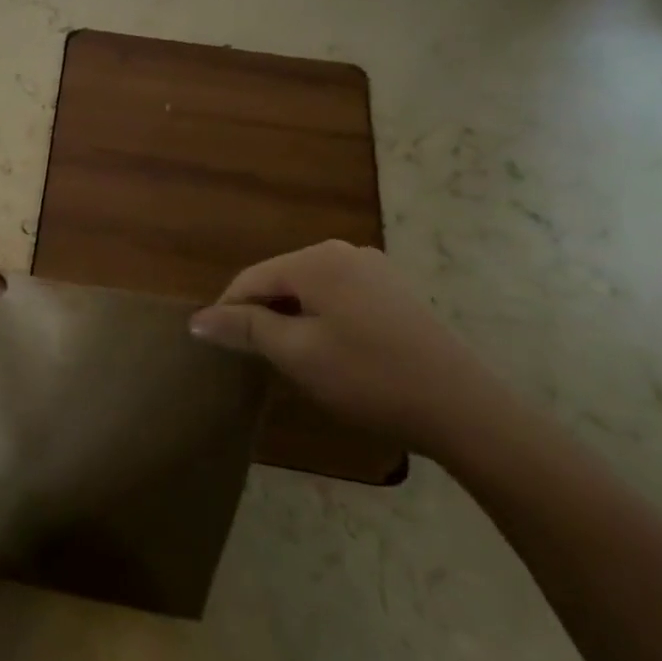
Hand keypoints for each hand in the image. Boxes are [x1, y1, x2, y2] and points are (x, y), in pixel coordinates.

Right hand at [190, 241, 504, 456]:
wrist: (464, 408)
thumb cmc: (369, 377)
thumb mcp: (296, 353)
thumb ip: (244, 328)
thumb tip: (197, 319)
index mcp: (315, 260)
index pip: (251, 278)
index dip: (227, 311)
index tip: (217, 348)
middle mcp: (344, 252)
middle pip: (281, 279)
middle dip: (261, 314)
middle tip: (256, 359)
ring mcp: (375, 270)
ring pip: (310, 289)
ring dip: (291, 319)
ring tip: (290, 359)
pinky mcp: (396, 292)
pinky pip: (340, 297)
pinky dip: (322, 319)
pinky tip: (331, 353)